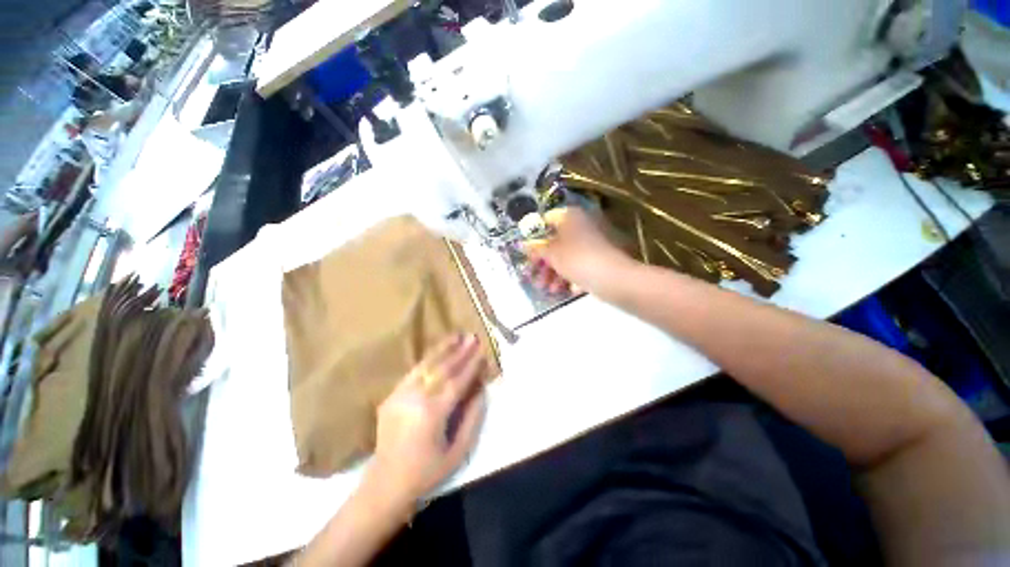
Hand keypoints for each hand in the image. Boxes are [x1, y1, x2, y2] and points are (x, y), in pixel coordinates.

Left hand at [368, 334, 487, 506]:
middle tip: (472, 336)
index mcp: (433, 414)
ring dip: (443, 349)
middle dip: (460, 351)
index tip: (483, 351)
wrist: (385, 484)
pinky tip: (438, 351)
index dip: (472, 365)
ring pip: (425, 365)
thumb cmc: (427, 472)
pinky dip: (428, 359)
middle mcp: (415, 399)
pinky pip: (413, 372)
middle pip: (442, 368)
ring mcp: (400, 395)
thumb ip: (473, 418)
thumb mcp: (458, 452)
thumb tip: (482, 390)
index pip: (457, 381)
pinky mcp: (391, 396)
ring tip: (456, 335)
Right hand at [524, 207, 632, 294]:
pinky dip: (568, 276)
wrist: (614, 279)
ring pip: (565, 256)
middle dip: (543, 262)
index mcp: (570, 218)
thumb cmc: (578, 260)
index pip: (546, 221)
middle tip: (534, 276)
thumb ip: (536, 249)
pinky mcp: (596, 259)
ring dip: (553, 273)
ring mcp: (589, 243)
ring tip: (548, 289)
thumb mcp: (552, 254)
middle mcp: (580, 227)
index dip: (534, 237)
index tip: (526, 252)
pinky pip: (577, 265)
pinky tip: (565, 289)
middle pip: (554, 242)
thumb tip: (521, 244)